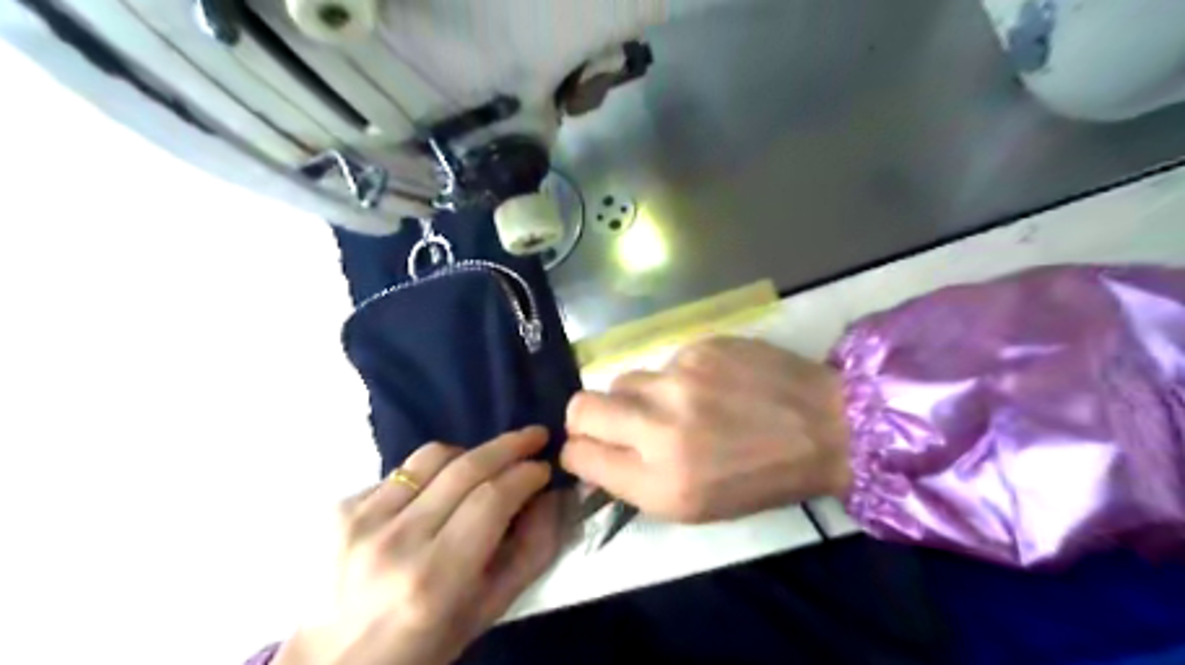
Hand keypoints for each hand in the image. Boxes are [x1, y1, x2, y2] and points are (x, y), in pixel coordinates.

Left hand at [274, 427, 560, 664]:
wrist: (333, 662)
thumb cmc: (422, 644)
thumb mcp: (487, 611)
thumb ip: (530, 552)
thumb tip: (553, 497)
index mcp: (435, 579)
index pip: (492, 500)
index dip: (525, 475)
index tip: (544, 468)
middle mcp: (395, 542)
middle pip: (465, 468)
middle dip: (509, 446)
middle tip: (534, 436)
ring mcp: (360, 520)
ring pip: (432, 456)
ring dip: (470, 452)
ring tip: (487, 464)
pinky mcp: (341, 507)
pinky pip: (403, 471)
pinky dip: (432, 472)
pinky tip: (437, 494)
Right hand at [560, 339, 845, 521]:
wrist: (826, 427)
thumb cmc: (761, 478)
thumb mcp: (695, 507)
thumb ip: (635, 481)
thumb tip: (596, 454)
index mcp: (661, 483)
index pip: (579, 455)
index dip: (578, 451)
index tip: (589, 449)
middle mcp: (660, 429)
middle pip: (581, 406)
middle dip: (586, 416)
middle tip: (613, 422)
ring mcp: (678, 380)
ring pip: (622, 379)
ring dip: (638, 396)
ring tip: (678, 404)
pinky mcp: (698, 347)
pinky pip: (664, 362)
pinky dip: (677, 376)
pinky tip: (712, 385)